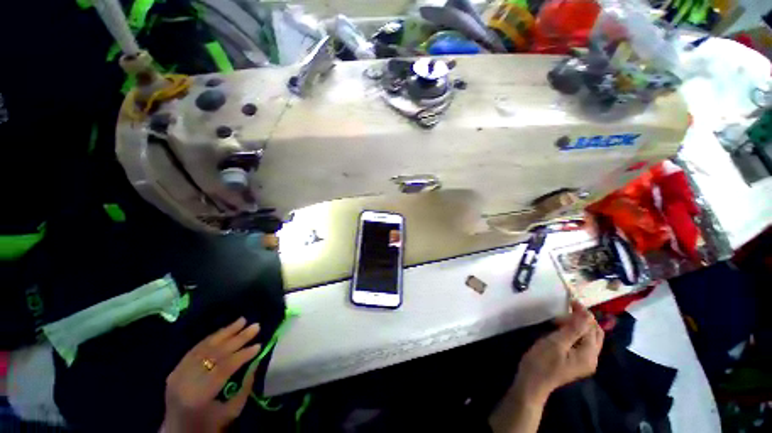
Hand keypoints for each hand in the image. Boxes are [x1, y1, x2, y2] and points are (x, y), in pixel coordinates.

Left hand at [161, 318, 261, 432]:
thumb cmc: (208, 426)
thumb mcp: (231, 412)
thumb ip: (245, 387)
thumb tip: (256, 361)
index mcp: (198, 396)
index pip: (223, 368)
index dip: (242, 355)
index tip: (259, 344)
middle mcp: (185, 382)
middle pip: (214, 354)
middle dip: (238, 339)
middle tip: (255, 326)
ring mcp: (177, 374)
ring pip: (204, 347)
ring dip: (225, 332)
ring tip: (242, 320)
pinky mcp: (175, 369)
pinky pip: (195, 349)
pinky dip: (212, 338)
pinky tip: (224, 330)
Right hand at [514, 300, 603, 404]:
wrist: (533, 382)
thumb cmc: (542, 361)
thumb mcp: (556, 343)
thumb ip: (574, 329)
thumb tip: (586, 313)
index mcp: (589, 355)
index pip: (592, 328)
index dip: (584, 313)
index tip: (570, 300)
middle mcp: (592, 358)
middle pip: (595, 334)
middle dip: (584, 319)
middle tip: (567, 308)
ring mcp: (584, 361)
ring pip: (589, 338)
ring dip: (579, 325)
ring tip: (561, 318)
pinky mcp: (576, 362)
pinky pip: (581, 343)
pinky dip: (575, 333)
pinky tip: (562, 330)